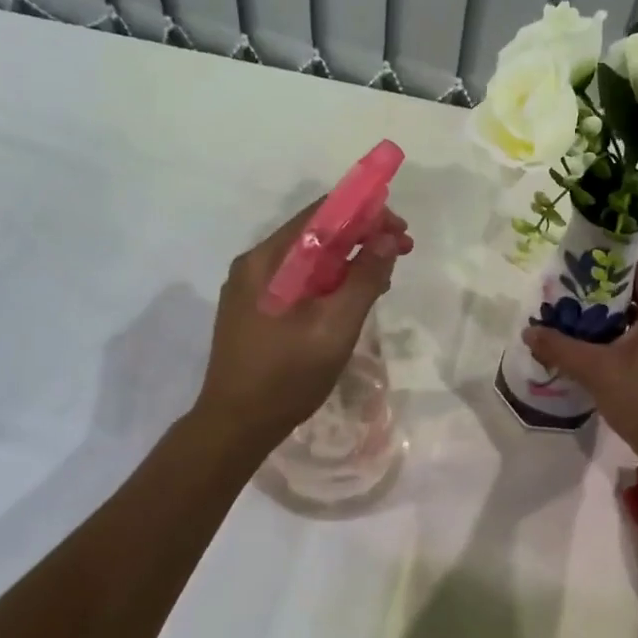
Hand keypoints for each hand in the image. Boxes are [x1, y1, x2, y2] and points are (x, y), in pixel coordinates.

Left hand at [194, 201, 413, 448]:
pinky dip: (331, 280)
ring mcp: (253, 288)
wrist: (235, 426)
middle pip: (315, 233)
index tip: (400, 228)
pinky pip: (300, 280)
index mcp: (267, 260)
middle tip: (402, 250)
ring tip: (385, 276)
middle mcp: (256, 264)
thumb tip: (387, 238)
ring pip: (310, 258)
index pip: (320, 214)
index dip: (365, 212)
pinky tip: (354, 296)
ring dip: (349, 259)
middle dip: (362, 235)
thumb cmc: (286, 376)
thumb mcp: (334, 327)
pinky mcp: (257, 309)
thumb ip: (364, 279)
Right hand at [523, 262, 637, 457]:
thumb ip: (560, 347)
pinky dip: (632, 344)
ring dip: (620, 325)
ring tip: (587, 332)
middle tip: (578, 306)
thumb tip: (529, 332)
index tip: (585, 275)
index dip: (615, 269)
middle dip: (610, 300)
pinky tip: (608, 360)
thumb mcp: (595, 370)